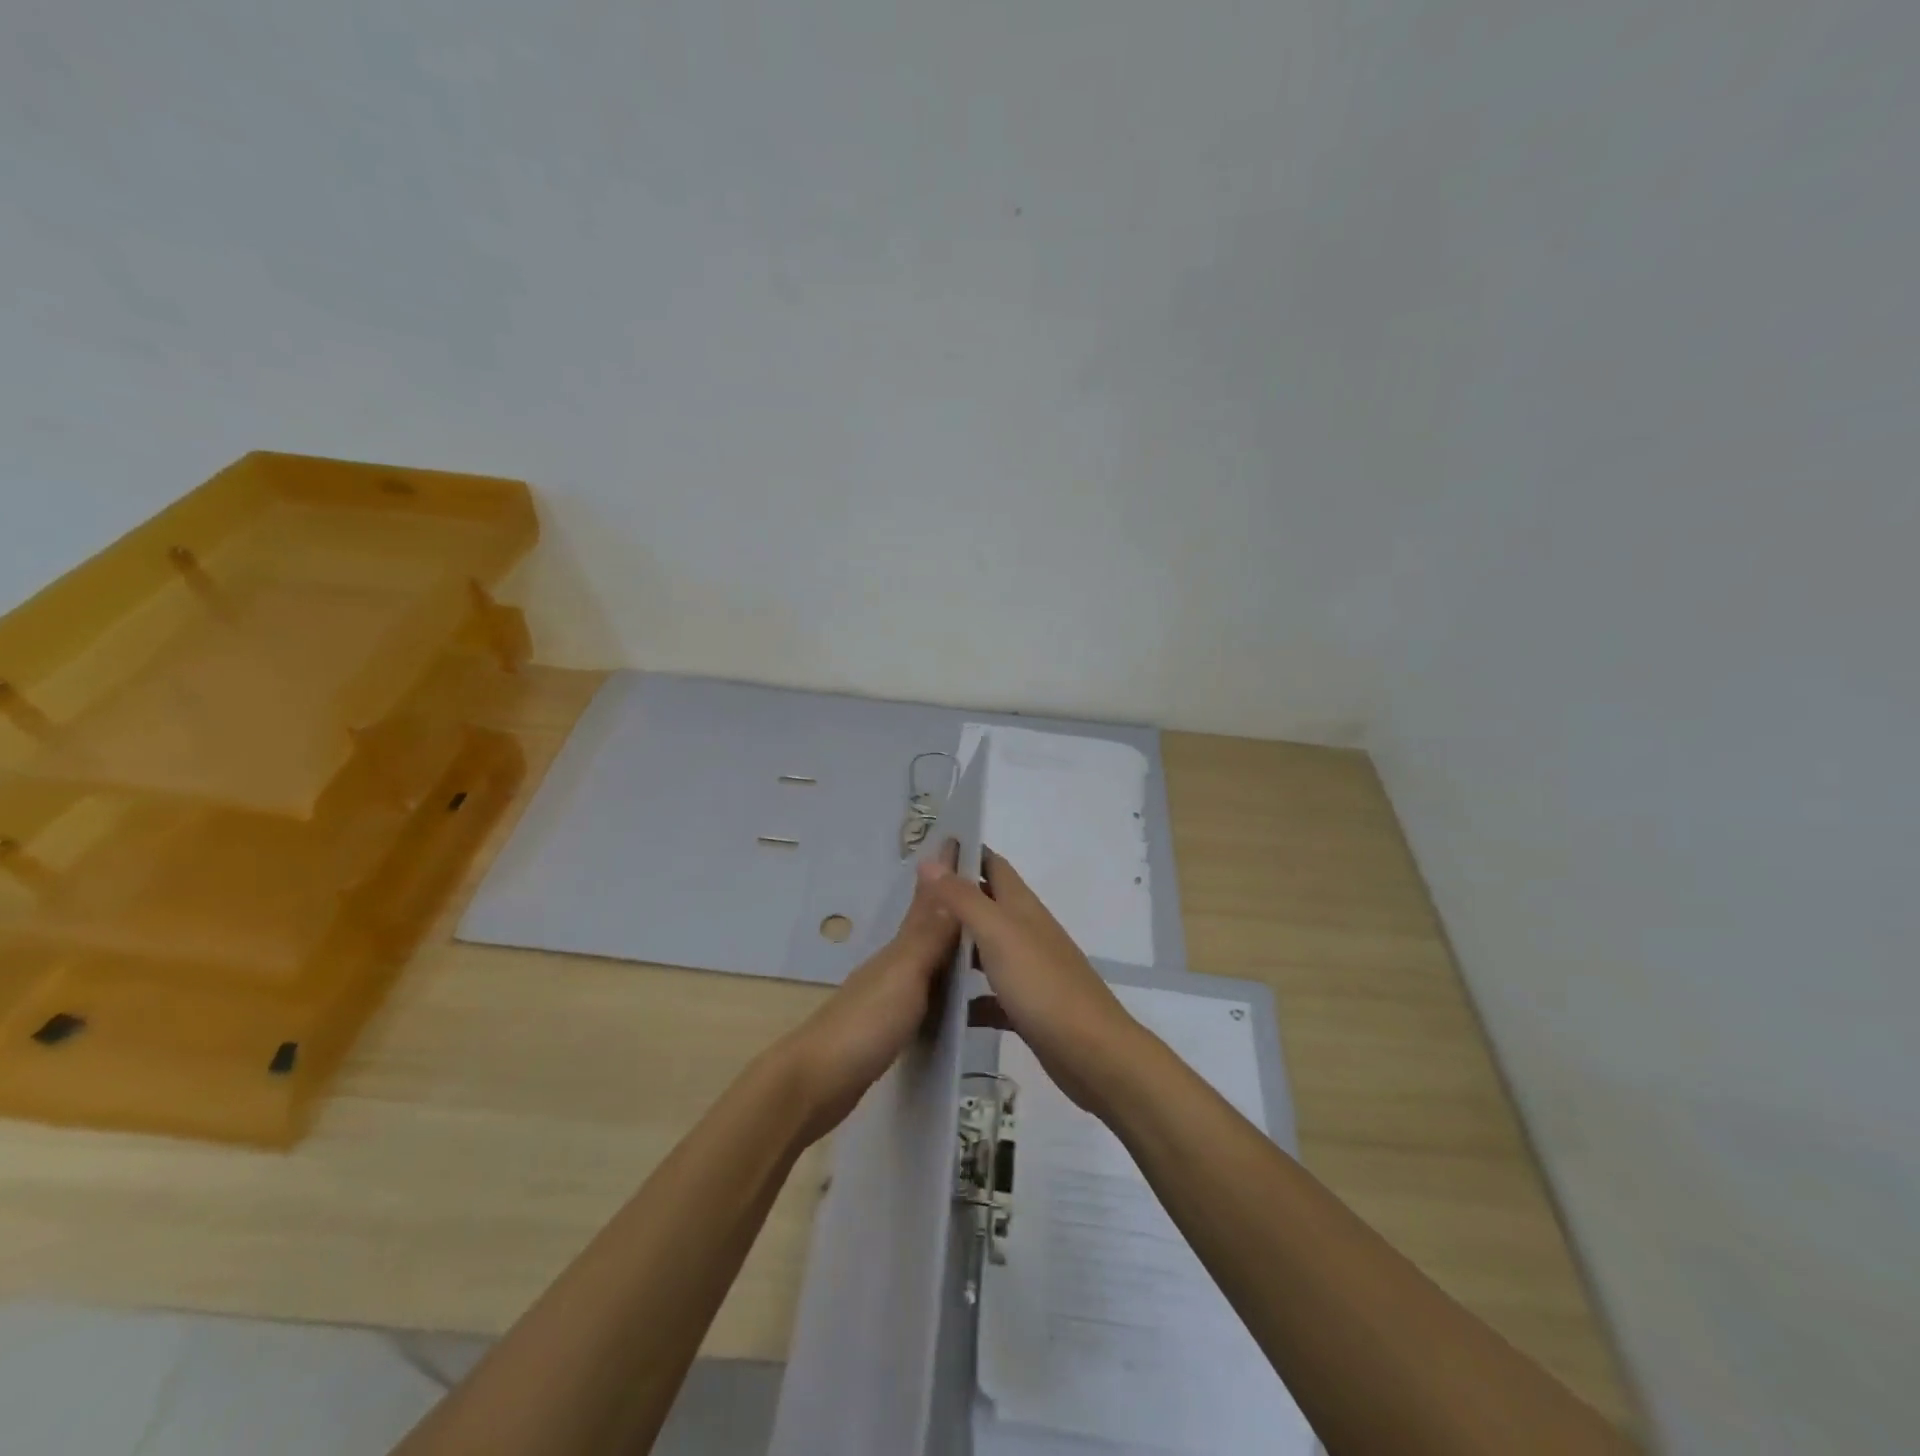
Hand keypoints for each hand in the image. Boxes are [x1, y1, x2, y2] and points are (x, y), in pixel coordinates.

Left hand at [776, 846, 960, 1142]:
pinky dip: (940, 982)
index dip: (945, 875)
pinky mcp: (887, 1027)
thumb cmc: (864, 1025)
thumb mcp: (904, 976)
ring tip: (978, 936)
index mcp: (899, 950)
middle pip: (926, 926)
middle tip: (984, 888)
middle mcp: (893, 965)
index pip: (928, 902)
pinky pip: (923, 992)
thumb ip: (928, 935)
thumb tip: (947, 878)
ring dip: (947, 942)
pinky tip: (953, 994)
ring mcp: (887, 996)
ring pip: (924, 958)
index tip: (963, 842)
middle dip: (951, 904)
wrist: (815, 1083)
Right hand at [917, 848, 1144, 1112]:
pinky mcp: (1026, 1008)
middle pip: (986, 906)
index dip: (965, 853)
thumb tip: (931, 859)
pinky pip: (989, 994)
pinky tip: (942, 1007)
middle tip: (908, 904)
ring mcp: (1028, 971)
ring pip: (985, 949)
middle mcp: (1026, 932)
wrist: (1092, 1053)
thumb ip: (964, 898)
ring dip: (956, 947)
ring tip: (915, 950)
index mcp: (1022, 907)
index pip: (993, 865)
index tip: (928, 849)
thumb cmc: (1043, 985)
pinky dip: (967, 996)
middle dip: (952, 900)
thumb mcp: (998, 934)